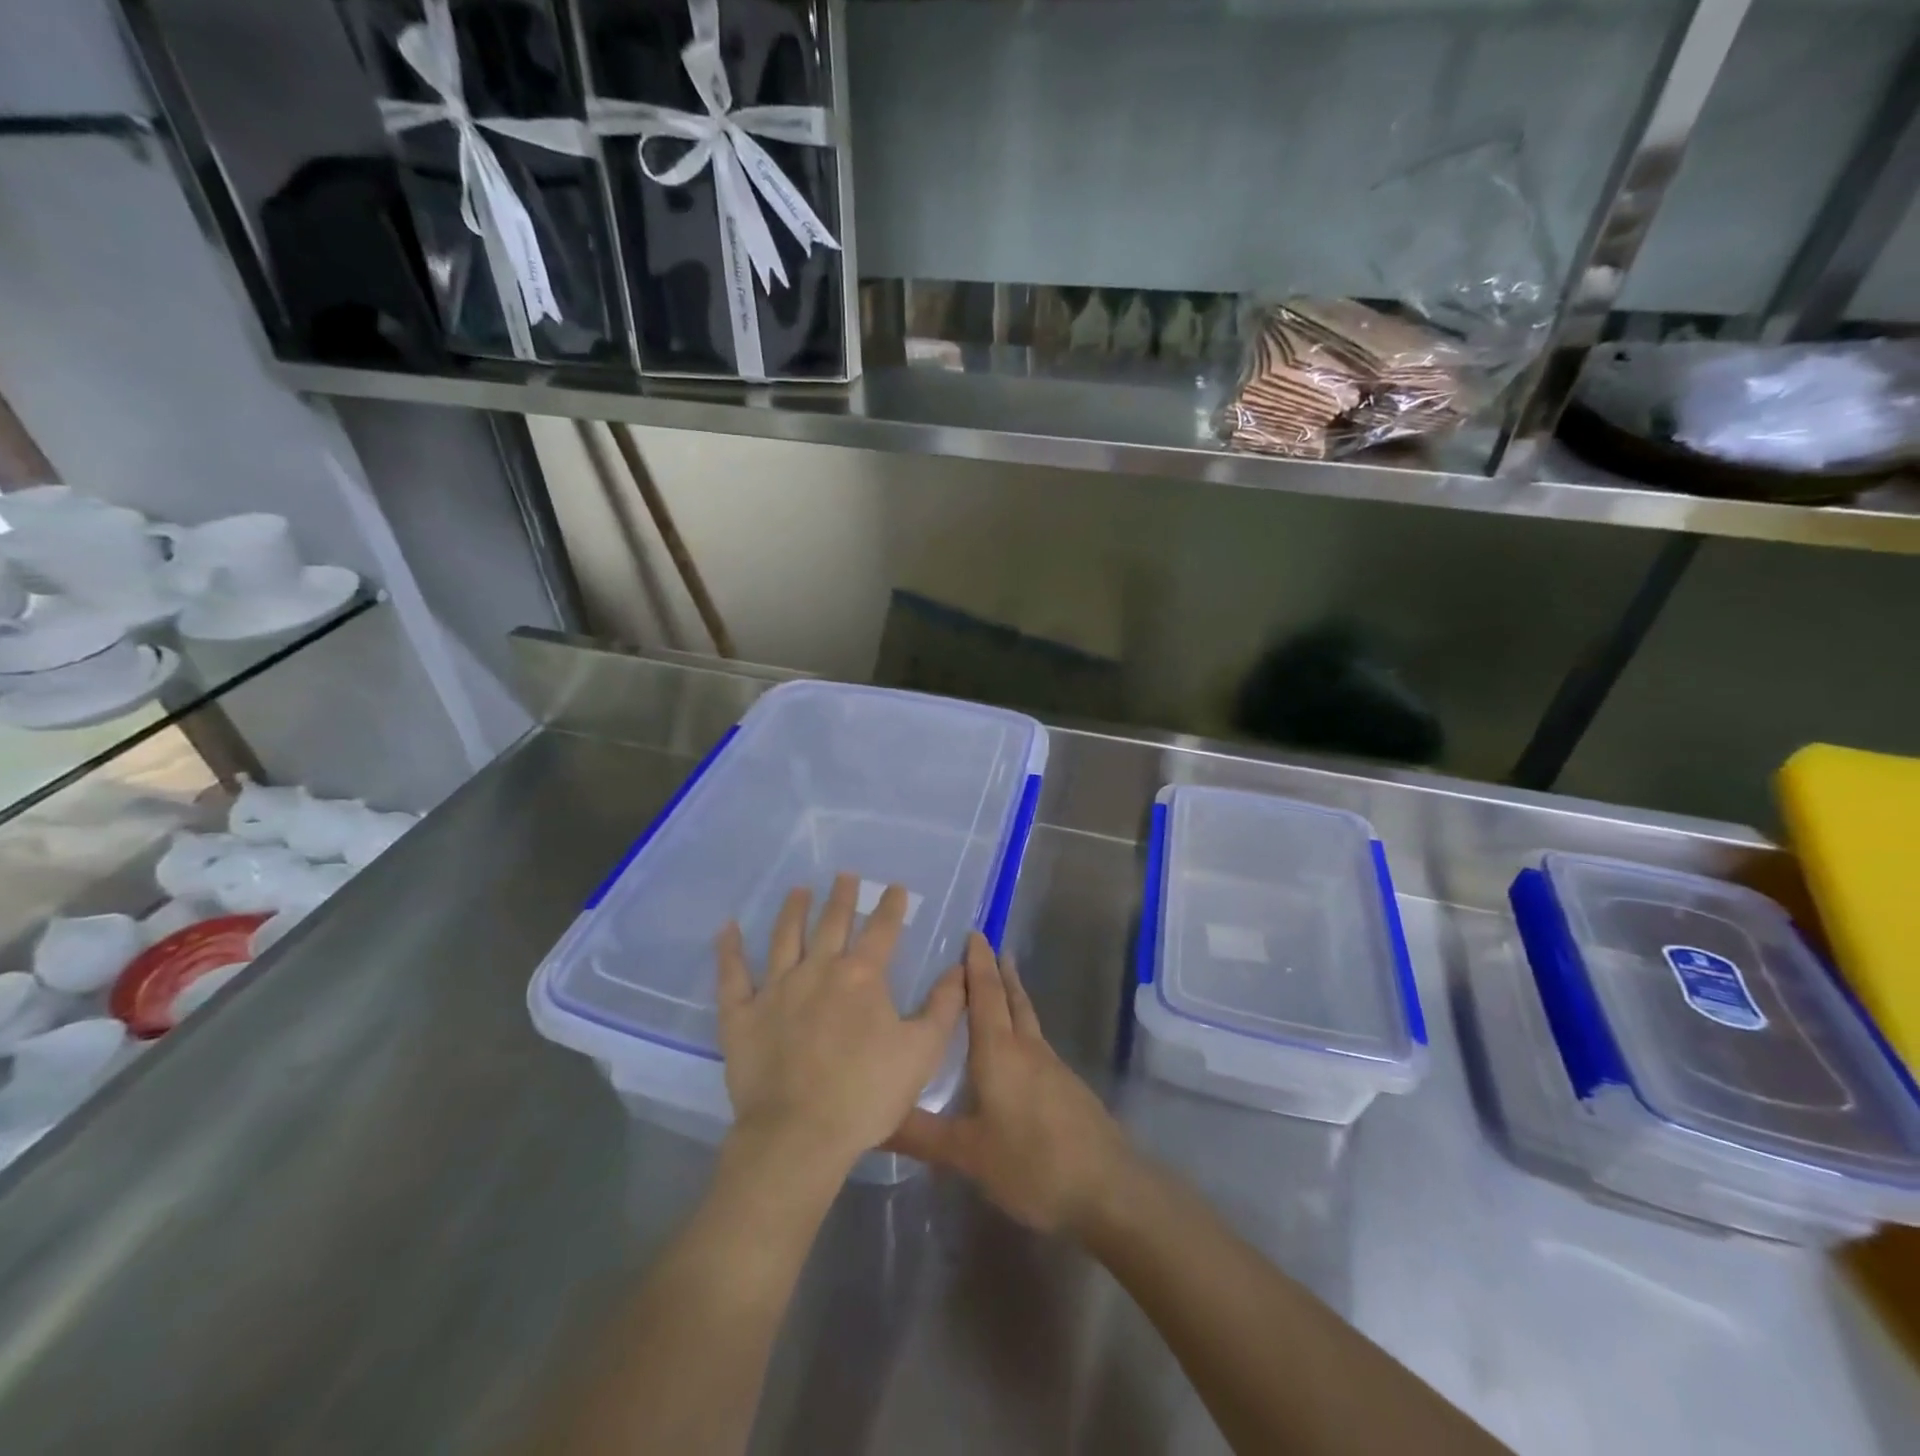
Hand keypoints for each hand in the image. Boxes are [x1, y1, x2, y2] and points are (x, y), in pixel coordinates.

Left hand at [716, 873, 964, 1173]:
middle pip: (832, 923)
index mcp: (862, 976)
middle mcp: (818, 970)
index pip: (882, 930)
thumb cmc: (867, 1094)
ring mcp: (776, 990)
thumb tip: (960, 967)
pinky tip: (728, 929)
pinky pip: (732, 975)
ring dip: (793, 911)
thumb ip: (945, 1006)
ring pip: (784, 938)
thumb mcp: (923, 1051)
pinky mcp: (742, 1015)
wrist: (800, 1136)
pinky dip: (729, 950)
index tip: (894, 888)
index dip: (891, 906)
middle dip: (841, 897)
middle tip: (844, 875)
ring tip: (798, 890)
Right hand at [887, 933, 1135, 1234]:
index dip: (978, 963)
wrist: (1107, 1189)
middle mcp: (1027, 1049)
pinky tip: (1017, 1049)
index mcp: (999, 1052)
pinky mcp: (1068, 1088)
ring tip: (1002, 982)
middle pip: (1013, 998)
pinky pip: (1037, 1043)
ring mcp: (1053, 1067)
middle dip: (999, 970)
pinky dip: (1023, 1028)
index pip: (986, 994)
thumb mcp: (968, 1154)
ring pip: (1028, 1019)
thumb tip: (874, 1119)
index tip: (974, 933)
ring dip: (1014, 995)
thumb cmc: (1031, 1163)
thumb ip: (921, 1135)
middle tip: (989, 945)